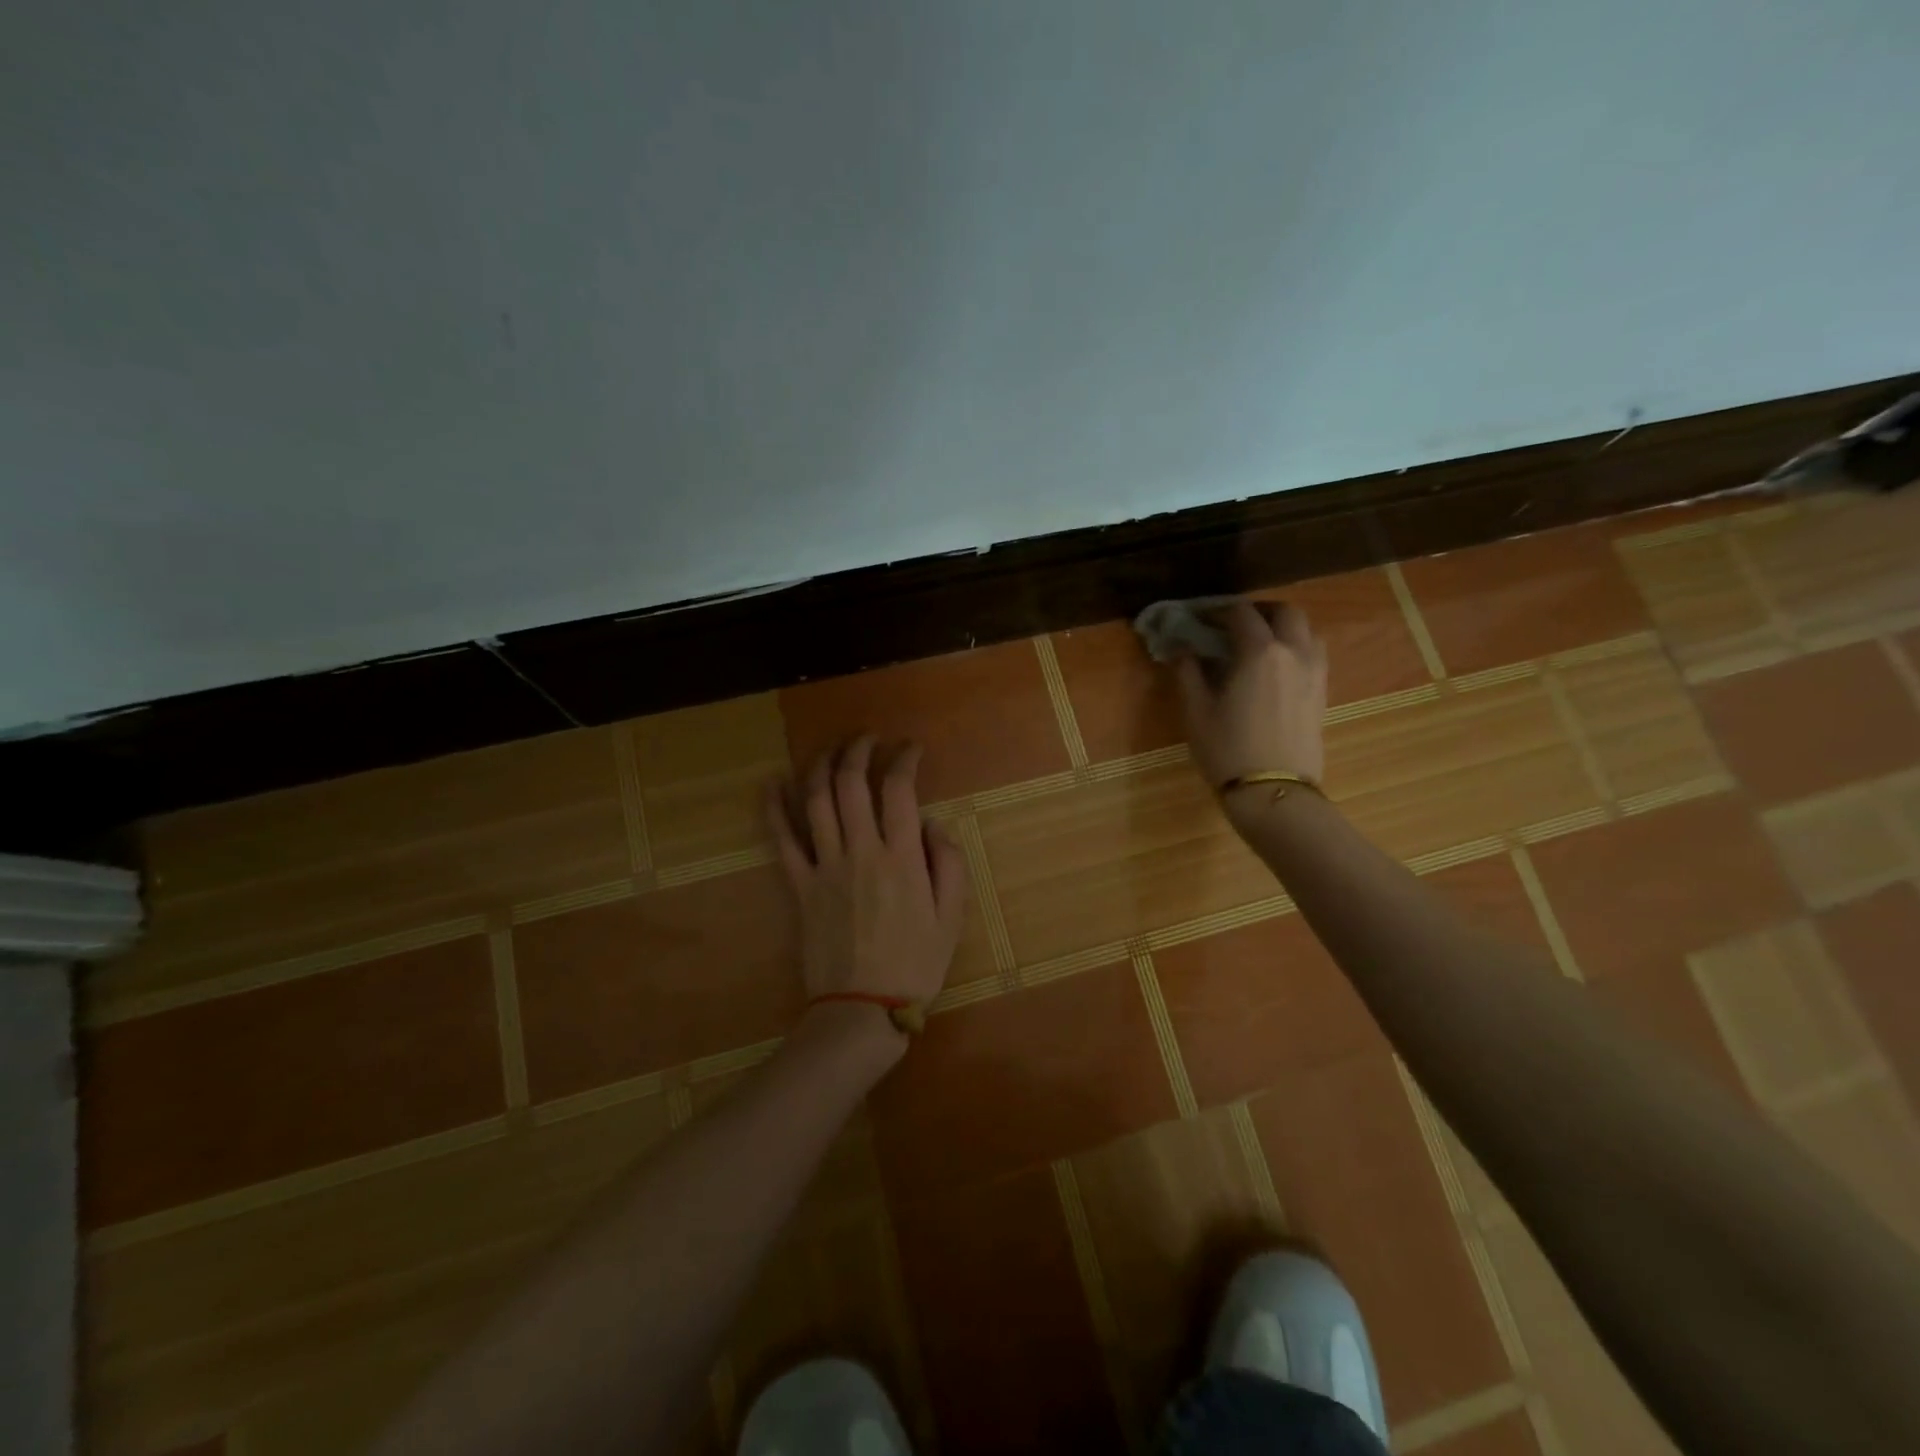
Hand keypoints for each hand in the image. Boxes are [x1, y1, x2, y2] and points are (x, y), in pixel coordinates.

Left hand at [766, 736, 968, 1014]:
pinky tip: (773, 783)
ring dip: (820, 766)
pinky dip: (775, 807)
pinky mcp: (799, 886)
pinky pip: (782, 839)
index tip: (910, 748)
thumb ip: (947, 863)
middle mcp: (861, 852)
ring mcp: (825, 867)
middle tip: (868, 739)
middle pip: (851, 784)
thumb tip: (930, 823)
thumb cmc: (915, 964)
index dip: (904, 759)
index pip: (898, 790)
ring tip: (830, 749)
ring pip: (815, 801)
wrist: (863, 1008)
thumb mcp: (952, 917)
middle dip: (858, 751)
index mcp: (902, 858)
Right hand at [1174, 599, 1328, 795]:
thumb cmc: (1227, 749)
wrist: (1273, 792)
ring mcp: (1315, 672)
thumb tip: (1181, 649)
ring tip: (1258, 643)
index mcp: (1260, 651)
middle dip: (1259, 611)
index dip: (1217, 611)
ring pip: (1306, 631)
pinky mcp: (1322, 693)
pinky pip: (1313, 654)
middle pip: (1285, 612)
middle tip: (1233, 624)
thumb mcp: (1196, 710)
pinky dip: (1295, 648)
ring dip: (1282, 627)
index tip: (1199, 619)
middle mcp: (1294, 652)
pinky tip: (1275, 668)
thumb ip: (1188, 672)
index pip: (1241, 614)